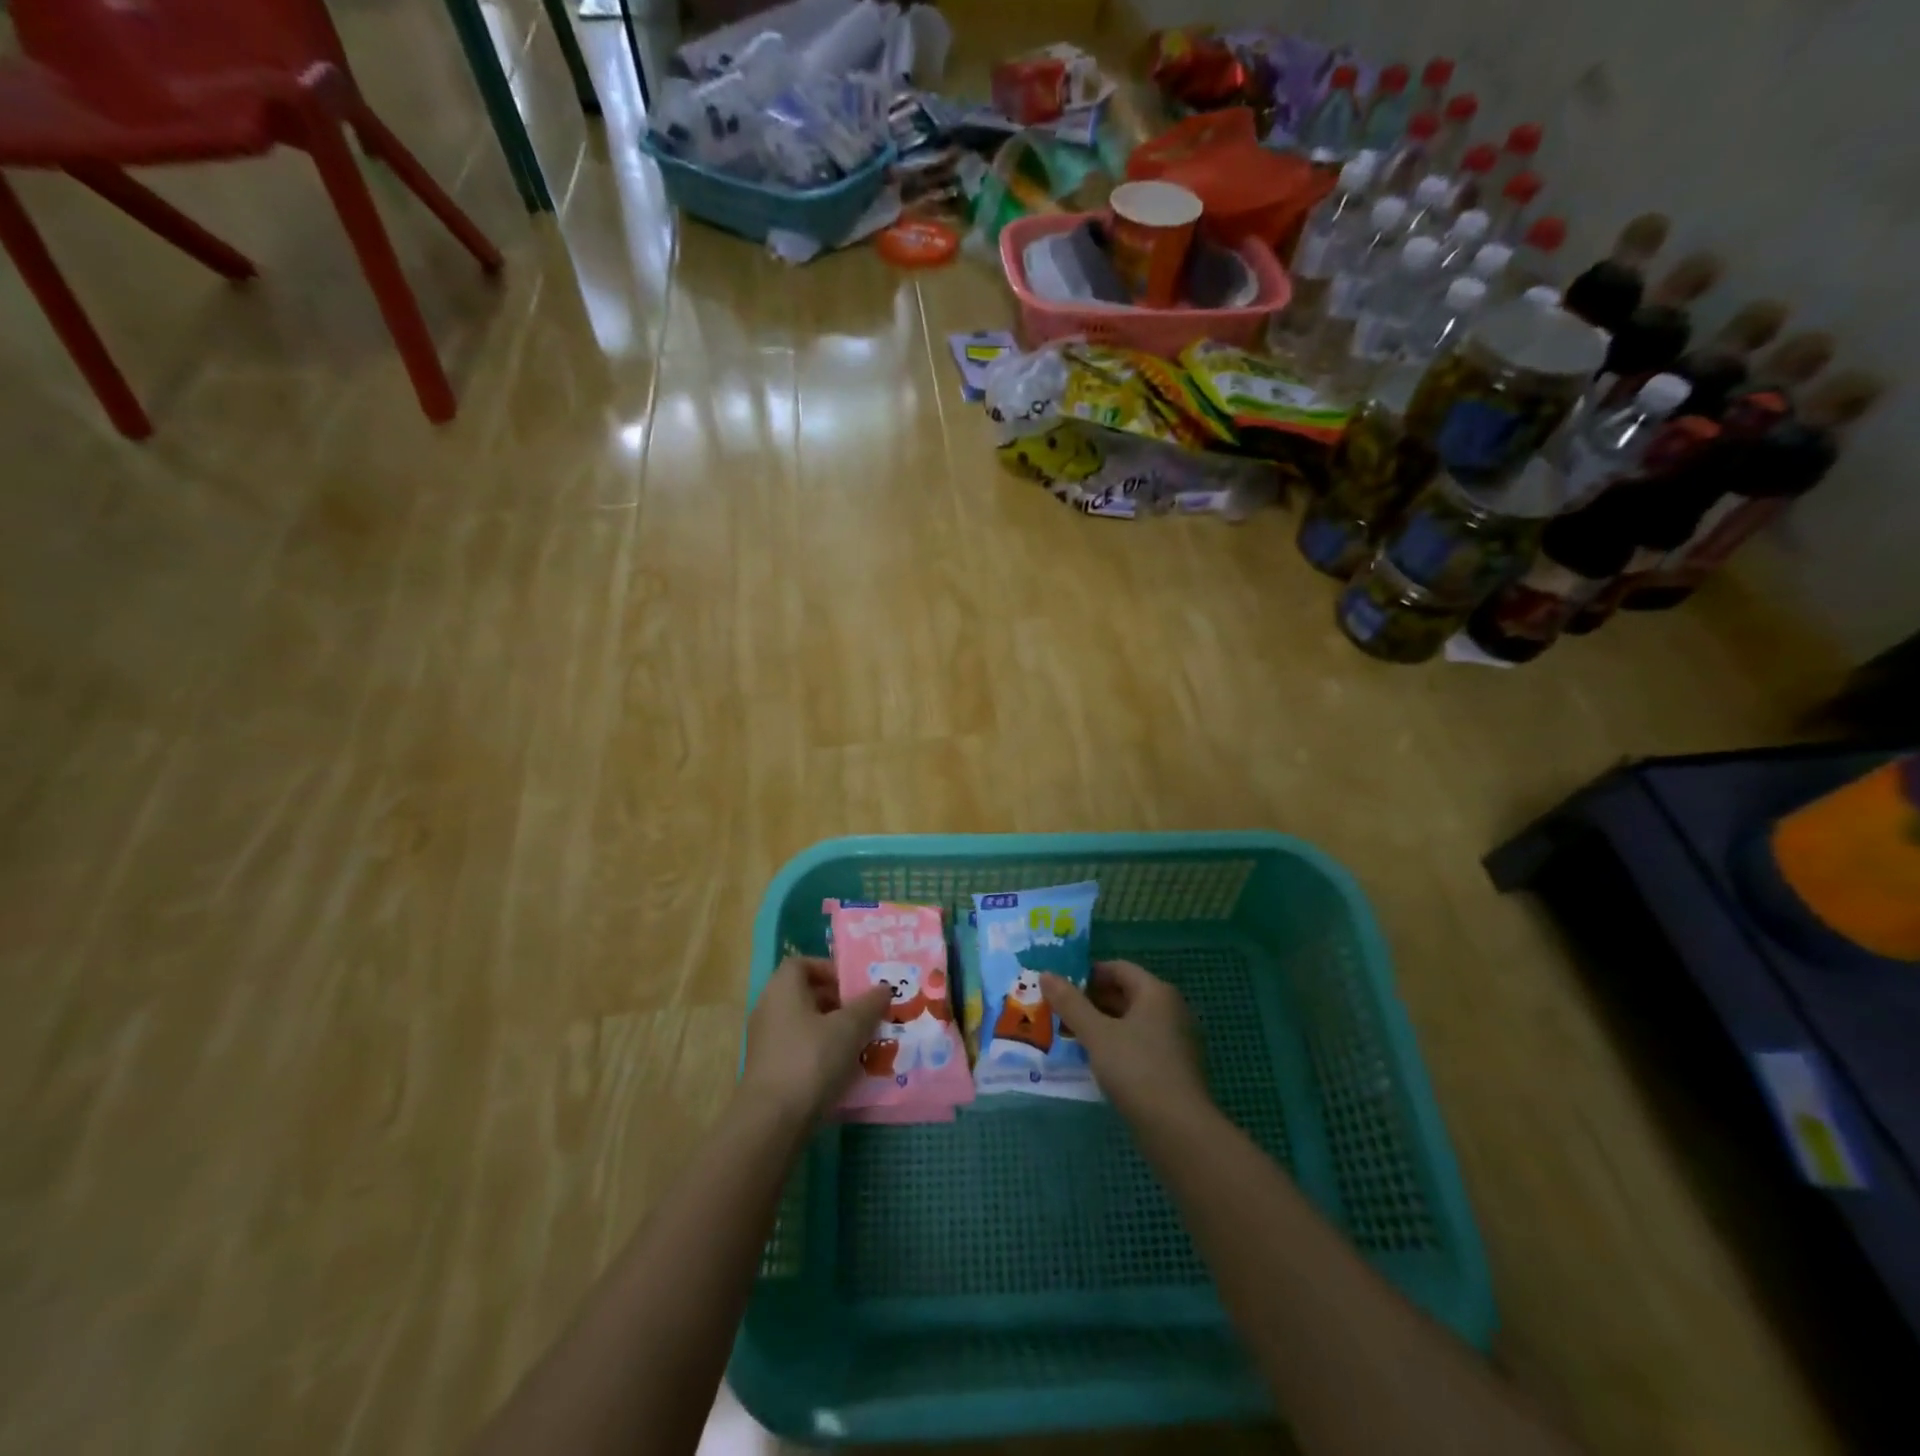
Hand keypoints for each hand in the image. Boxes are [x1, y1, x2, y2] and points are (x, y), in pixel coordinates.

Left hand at [741, 957, 890, 1124]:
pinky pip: (799, 1049)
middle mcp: (769, 1008)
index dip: (829, 969)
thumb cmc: (811, 1059)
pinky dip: (820, 1052)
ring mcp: (766, 1041)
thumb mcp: (849, 1027)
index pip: (802, 964)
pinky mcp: (769, 1070)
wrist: (772, 1120)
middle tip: (865, 1013)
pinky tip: (844, 1069)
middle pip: (805, 994)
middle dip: (838, 1001)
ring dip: (832, 1029)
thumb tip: (884, 988)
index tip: (854, 986)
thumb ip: (869, 1004)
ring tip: (861, 1042)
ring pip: (805, 1024)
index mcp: (783, 989)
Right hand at [1041, 960, 1209, 1122]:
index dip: (1087, 973)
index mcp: (1156, 992)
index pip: (1118, 968)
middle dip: (1092, 1001)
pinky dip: (1117, 1046)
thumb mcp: (1096, 1033)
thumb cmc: (1136, 1069)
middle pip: (1126, 994)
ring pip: (1132, 1021)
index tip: (1060, 987)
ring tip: (1070, 1036)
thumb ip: (1070, 1003)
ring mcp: (1176, 1040)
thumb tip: (1045, 974)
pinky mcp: (1175, 1068)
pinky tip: (1096, 1061)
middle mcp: (1171, 1009)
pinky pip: (1141, 1044)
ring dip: (1102, 1025)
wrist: (1179, 1130)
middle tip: (1059, 1012)